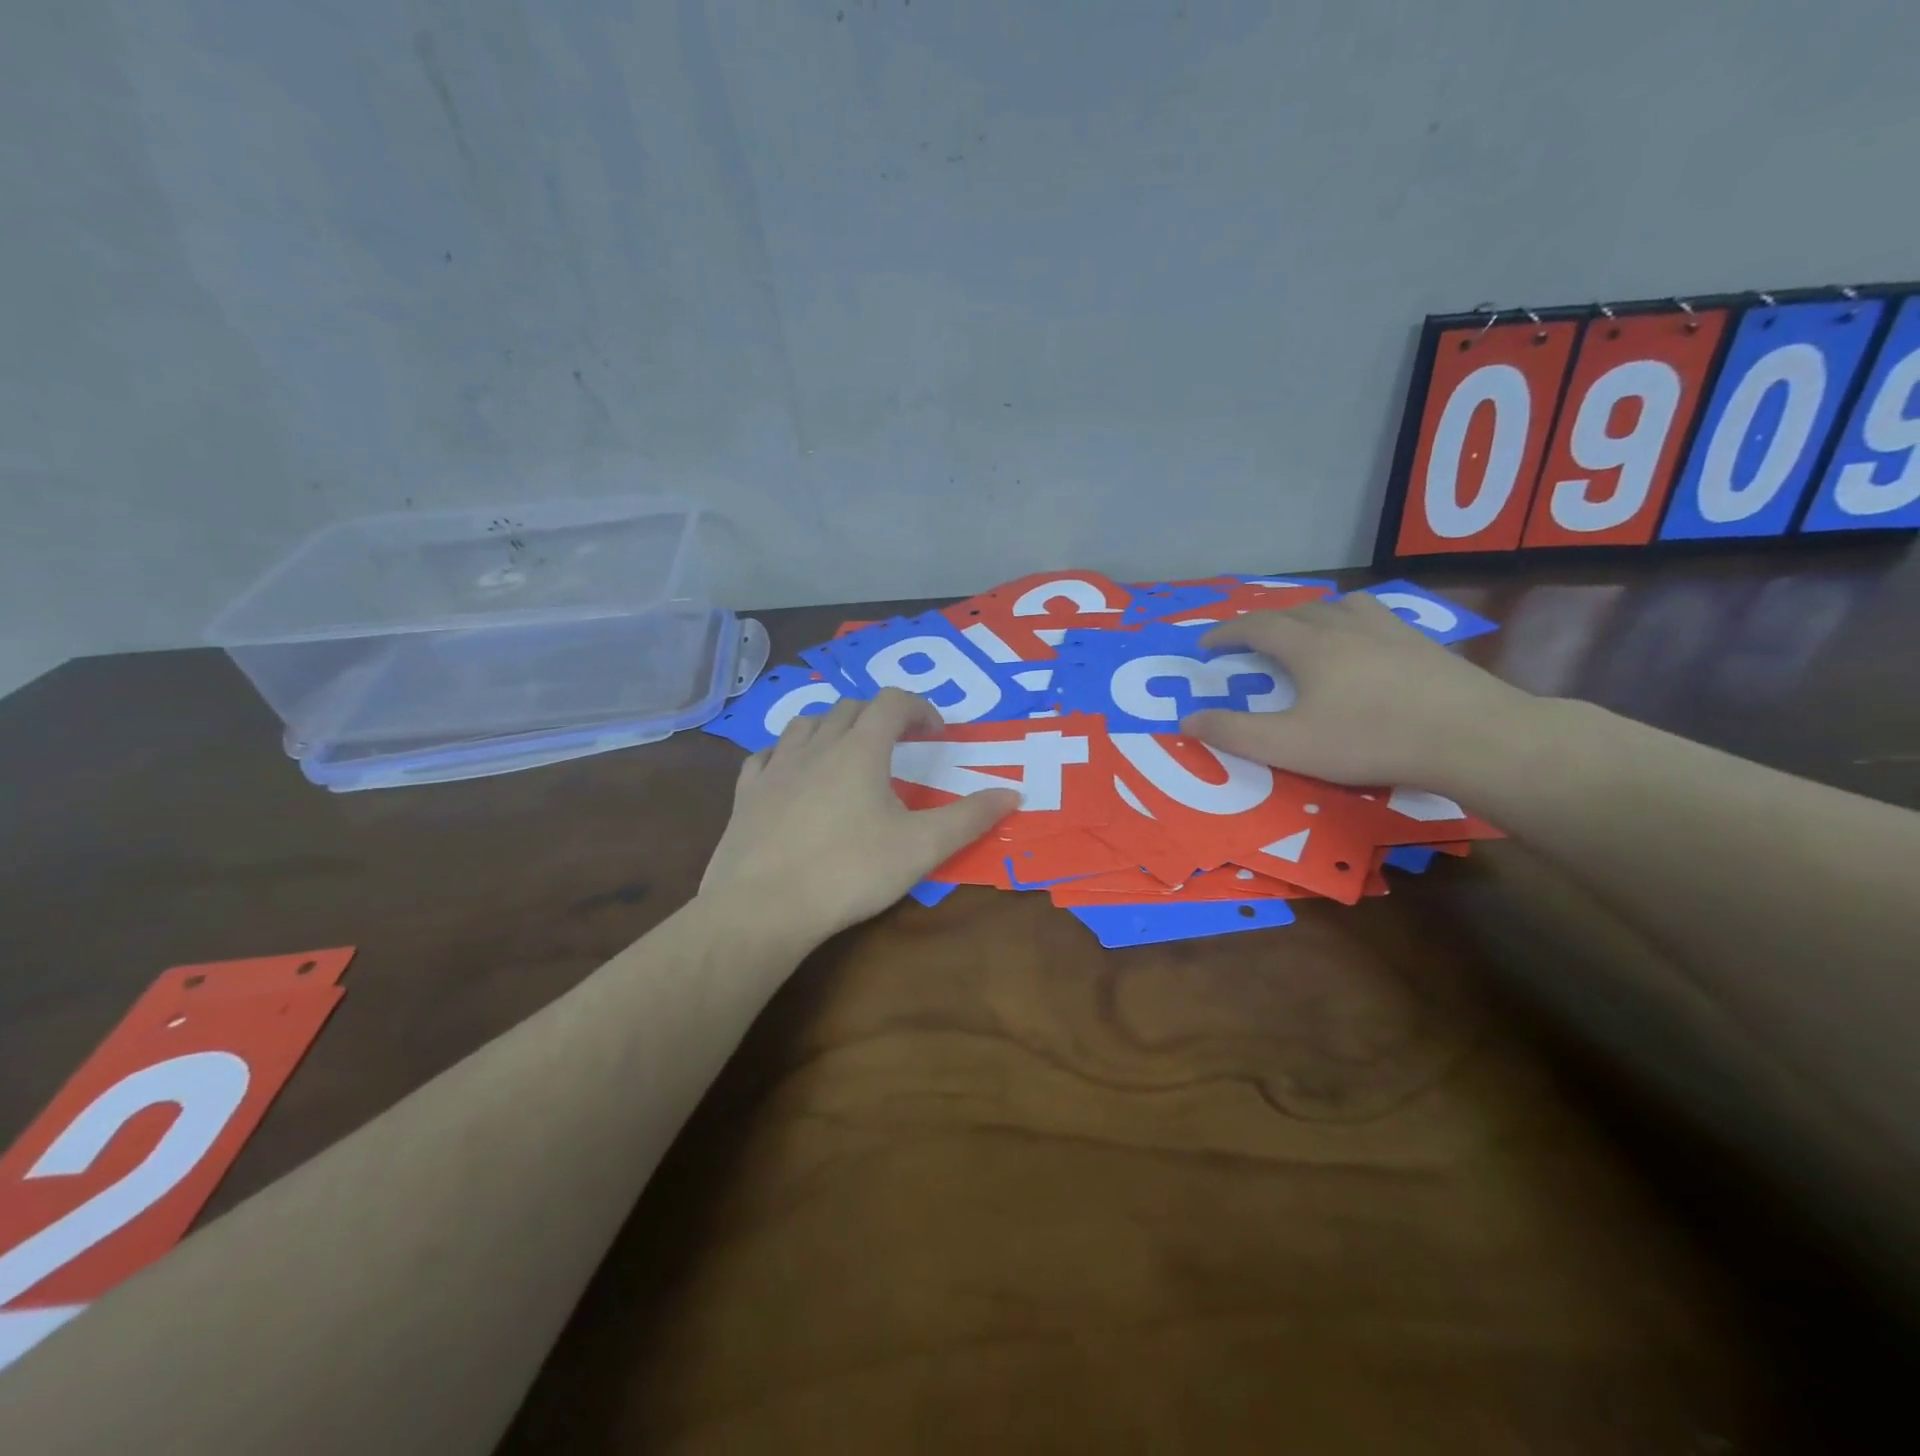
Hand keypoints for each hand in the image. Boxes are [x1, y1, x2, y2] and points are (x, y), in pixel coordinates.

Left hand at [700, 688, 1018, 945]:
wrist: (763, 907)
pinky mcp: (747, 792)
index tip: (937, 734)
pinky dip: (789, 753)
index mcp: (860, 749)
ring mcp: (776, 766)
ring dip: (835, 727)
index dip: (920, 709)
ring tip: (849, 753)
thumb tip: (1013, 794)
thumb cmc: (849, 871)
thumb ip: (969, 818)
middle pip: (851, 707)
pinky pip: (769, 754)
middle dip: (880, 716)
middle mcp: (816, 745)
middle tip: (900, 744)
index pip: (892, 702)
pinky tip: (794, 774)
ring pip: (807, 723)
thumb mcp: (921, 847)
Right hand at [1180, 592, 1539, 790]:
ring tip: (1306, 630)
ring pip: (1340, 605)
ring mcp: (1389, 630)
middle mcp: (1345, 626)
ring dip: (1312, 613)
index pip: (1256, 627)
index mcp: (1309, 646)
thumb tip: (1188, 719)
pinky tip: (1365, 643)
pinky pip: (1376, 617)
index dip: (1226, 633)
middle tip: (1249, 640)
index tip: (1206, 645)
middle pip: (1296, 610)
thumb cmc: (1371, 739)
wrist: (1472, 736)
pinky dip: (1353, 622)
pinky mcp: (1423, 643)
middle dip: (1264, 622)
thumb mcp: (1290, 745)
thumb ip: (1235, 733)